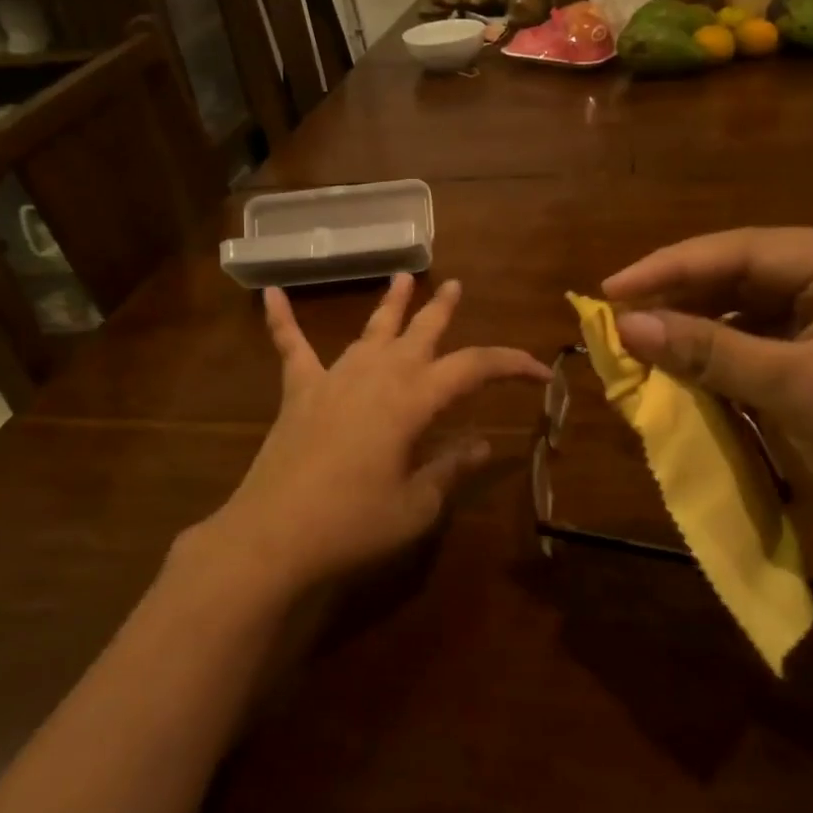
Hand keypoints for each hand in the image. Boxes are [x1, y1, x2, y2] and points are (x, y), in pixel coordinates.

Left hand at [203, 274, 549, 596]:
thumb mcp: (416, 505)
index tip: (541, 372)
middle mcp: (378, 375)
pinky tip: (271, 293)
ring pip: (371, 330)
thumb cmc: (354, 523)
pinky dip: (282, 320)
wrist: (273, 536)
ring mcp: (335, 378)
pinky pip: (292, 347)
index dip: (512, 365)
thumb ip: (450, 469)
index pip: (474, 368)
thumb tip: (483, 444)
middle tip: (457, 285)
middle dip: (443, 309)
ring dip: (391, 303)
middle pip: (420, 332)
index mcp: (413, 399)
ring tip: (403, 276)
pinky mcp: (300, 392)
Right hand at [603, 228, 812, 560]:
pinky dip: (729, 352)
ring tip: (644, 341)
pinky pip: (771, 337)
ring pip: (754, 306)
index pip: (744, 249)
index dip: (670, 268)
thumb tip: (625, 326)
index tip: (610, 290)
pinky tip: (692, 364)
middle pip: (747, 272)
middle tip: (619, 318)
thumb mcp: (794, 390)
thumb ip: (708, 350)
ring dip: (702, 326)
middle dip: (683, 297)